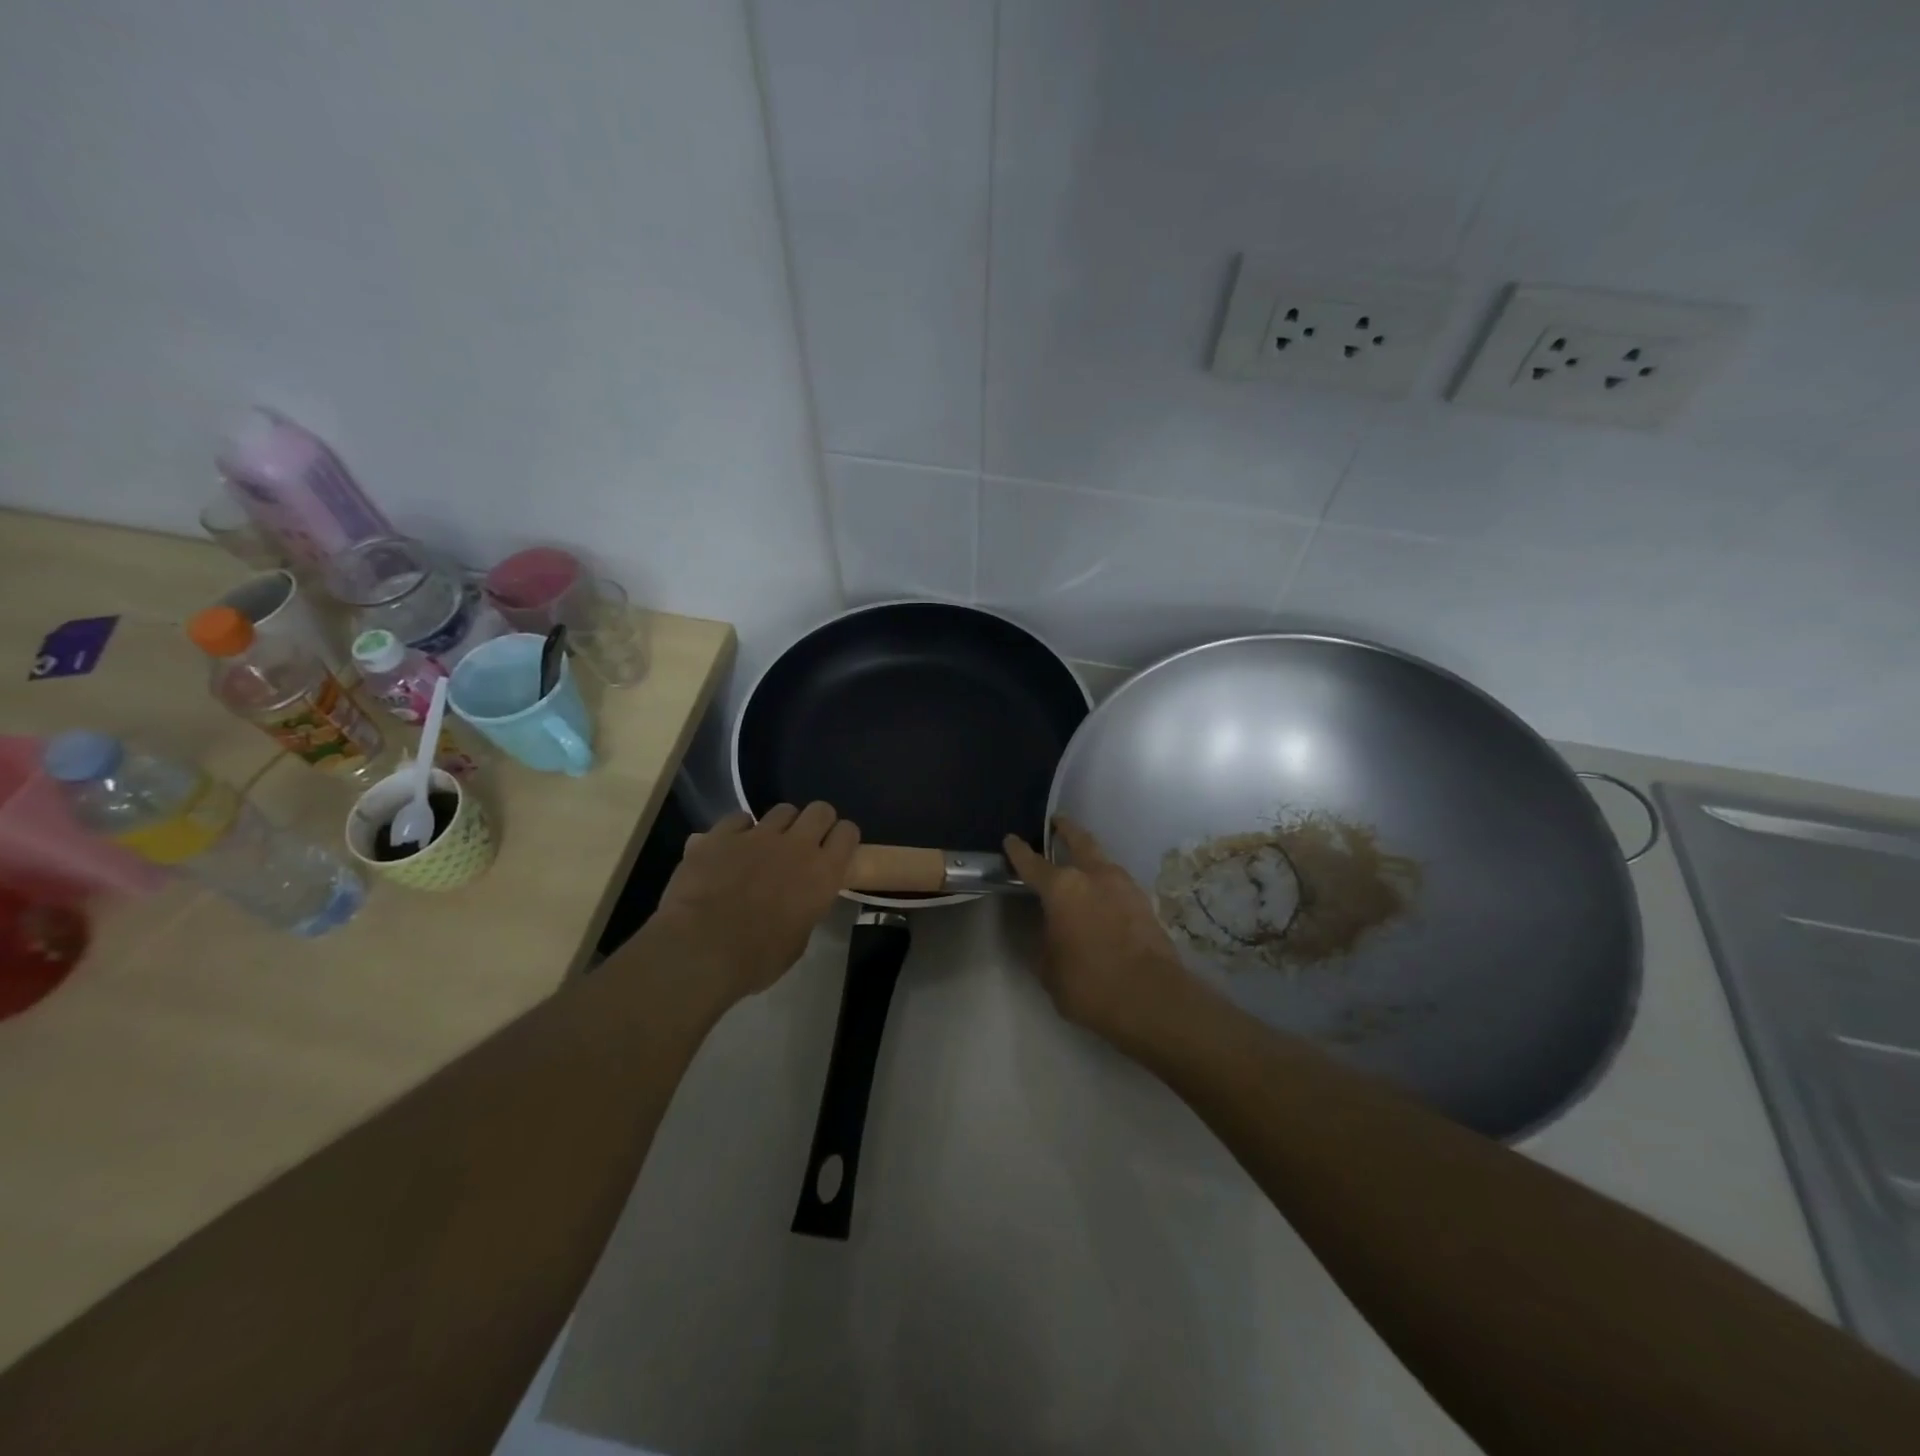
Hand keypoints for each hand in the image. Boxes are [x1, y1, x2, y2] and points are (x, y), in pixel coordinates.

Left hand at [650, 802, 859, 1004]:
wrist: (701, 949)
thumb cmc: (757, 958)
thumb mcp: (798, 940)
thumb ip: (805, 909)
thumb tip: (799, 901)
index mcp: (823, 873)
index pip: (848, 833)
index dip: (843, 838)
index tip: (834, 850)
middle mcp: (797, 845)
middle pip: (820, 810)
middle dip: (816, 822)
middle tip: (805, 843)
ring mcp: (758, 835)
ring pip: (782, 810)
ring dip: (780, 825)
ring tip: (767, 845)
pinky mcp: (722, 834)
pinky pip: (739, 818)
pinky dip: (740, 830)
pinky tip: (732, 848)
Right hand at [1003, 816, 1191, 1046]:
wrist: (1152, 999)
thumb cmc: (1089, 983)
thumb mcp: (1049, 968)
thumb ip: (1046, 941)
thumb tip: (1050, 930)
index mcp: (1063, 888)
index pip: (1033, 863)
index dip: (1018, 851)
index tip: (1011, 839)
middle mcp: (1094, 876)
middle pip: (1079, 841)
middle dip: (1066, 829)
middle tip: (1057, 822)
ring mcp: (1125, 886)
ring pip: (1103, 860)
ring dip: (1090, 856)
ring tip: (1081, 863)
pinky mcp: (1146, 904)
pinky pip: (1119, 883)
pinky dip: (1106, 883)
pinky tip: (1102, 897)